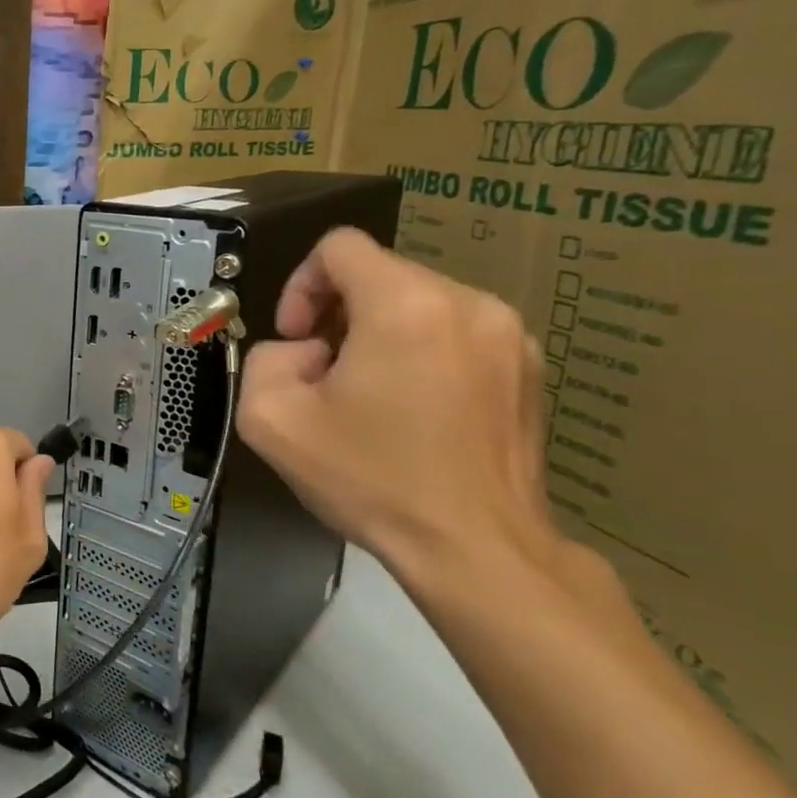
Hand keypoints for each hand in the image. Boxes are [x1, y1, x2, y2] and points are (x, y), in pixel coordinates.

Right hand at [235, 228, 576, 601]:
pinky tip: (413, 412)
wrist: (477, 550)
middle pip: (379, 274)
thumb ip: (265, 359)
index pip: (339, 247)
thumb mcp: (270, 419)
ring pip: (418, 304)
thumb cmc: (371, 479)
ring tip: (368, 397)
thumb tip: (308, 352)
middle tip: (324, 376)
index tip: (299, 340)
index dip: (301, 285)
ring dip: (379, 334)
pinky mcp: (531, 369)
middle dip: (337, 315)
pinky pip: (456, 333)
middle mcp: (467, 303)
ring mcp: (510, 336)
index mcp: (405, 305)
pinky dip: (422, 354)